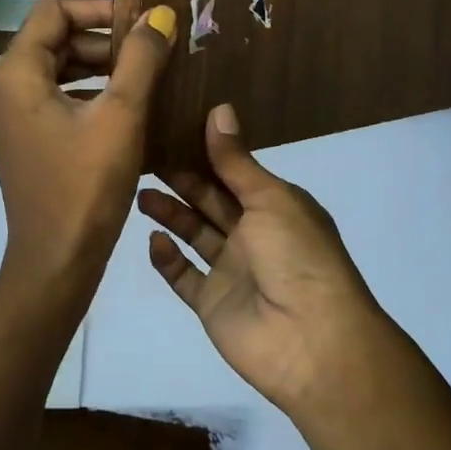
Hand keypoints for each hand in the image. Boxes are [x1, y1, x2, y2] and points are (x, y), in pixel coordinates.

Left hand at [0, 0, 175, 297]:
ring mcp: (9, 119)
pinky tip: (125, 108)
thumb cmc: (87, 185)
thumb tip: (159, 14)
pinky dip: (88, 94)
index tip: (140, 23)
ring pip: (56, 71)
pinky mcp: (22, 142)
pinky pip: (54, 100)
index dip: (98, 8)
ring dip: (99, 67)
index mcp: (17, 74)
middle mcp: (3, 90)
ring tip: (145, 76)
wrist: (56, 262)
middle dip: (103, 40)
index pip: (53, 11)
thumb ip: (140, 58)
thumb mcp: (122, 115)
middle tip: (150, 52)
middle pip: (54, 40)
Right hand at [139, 104, 385, 415]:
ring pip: (194, 234)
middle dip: (181, 180)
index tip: (170, 129)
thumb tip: (219, 109)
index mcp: (274, 206)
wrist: (311, 341)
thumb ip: (236, 160)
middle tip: (144, 157)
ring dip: (169, 214)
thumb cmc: (297, 256)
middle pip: (210, 201)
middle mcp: (253, 234)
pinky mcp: (212, 303)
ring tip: (139, 192)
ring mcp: (231, 271)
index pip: (233, 172)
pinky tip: (153, 239)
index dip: (205, 153)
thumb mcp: (270, 198)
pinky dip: (168, 259)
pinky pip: (184, 276)